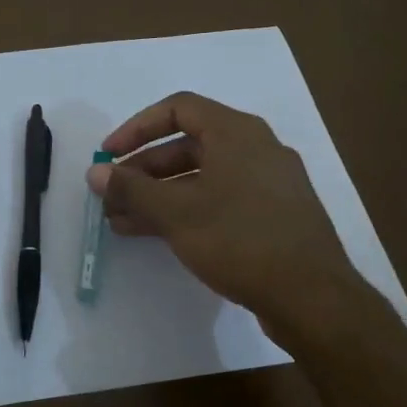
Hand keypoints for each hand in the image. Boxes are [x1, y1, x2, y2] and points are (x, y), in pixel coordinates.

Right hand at [88, 92, 406, 376]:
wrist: (311, 296)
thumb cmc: (239, 240)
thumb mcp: (176, 213)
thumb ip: (131, 188)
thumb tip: (95, 172)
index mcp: (236, 132)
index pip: (178, 109)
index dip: (137, 128)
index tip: (109, 155)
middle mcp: (255, 149)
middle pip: (187, 145)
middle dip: (143, 170)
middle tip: (112, 196)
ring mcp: (267, 184)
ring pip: (200, 177)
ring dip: (158, 195)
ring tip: (120, 221)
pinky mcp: (272, 216)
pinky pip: (218, 200)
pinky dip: (185, 210)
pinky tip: (156, 235)